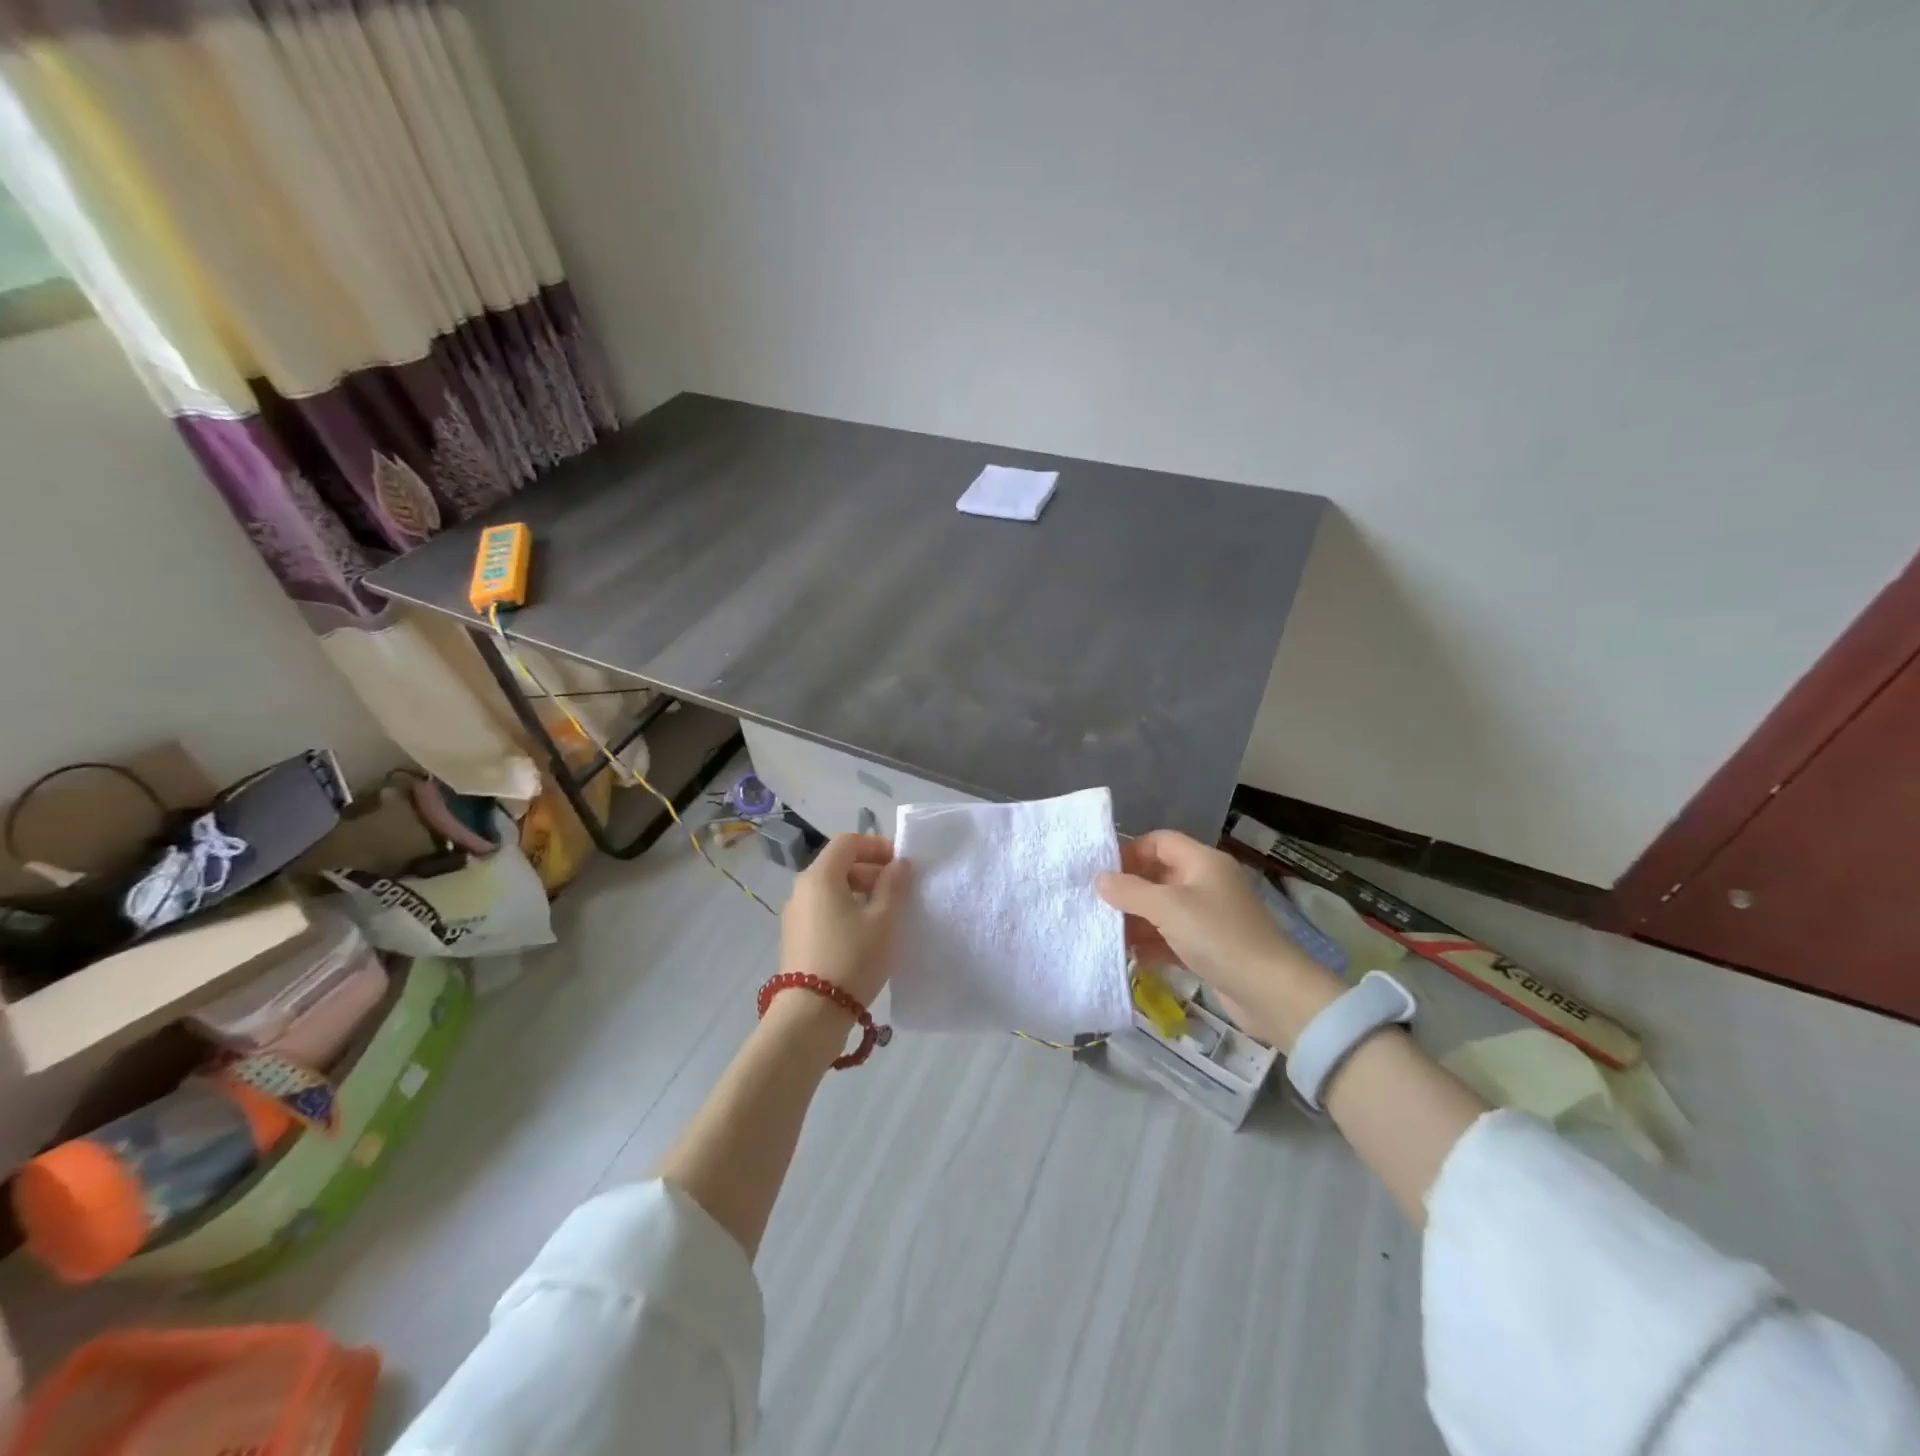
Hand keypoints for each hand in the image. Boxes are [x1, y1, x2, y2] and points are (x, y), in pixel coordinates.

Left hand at [779, 833, 910, 1007]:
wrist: (811, 1014)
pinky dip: (846, 910)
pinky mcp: (795, 937)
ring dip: (860, 892)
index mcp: (820, 876)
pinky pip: (824, 910)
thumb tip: (899, 864)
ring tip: (886, 915)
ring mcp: (795, 914)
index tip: (901, 865)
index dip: (877, 846)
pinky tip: (865, 935)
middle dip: (871, 870)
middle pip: (839, 864)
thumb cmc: (852, 958)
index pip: (848, 842)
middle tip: (899, 891)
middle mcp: (802, 888)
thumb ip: (894, 885)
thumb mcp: (883, 920)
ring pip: (831, 889)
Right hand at [1096, 830, 1341, 1049]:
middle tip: (1097, 905)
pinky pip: (1172, 937)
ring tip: (1108, 934)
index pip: (1160, 841)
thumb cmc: (1218, 936)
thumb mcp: (1167, 908)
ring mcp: (1209, 916)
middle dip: (1129, 890)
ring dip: (1137, 921)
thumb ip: (1130, 891)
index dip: (1131, 851)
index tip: (1103, 872)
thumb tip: (1100, 879)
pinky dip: (1153, 944)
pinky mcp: (1210, 947)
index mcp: (1202, 861)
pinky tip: (1132, 957)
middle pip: (1158, 876)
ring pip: (1163, 910)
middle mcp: (1206, 883)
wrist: (1270, 992)